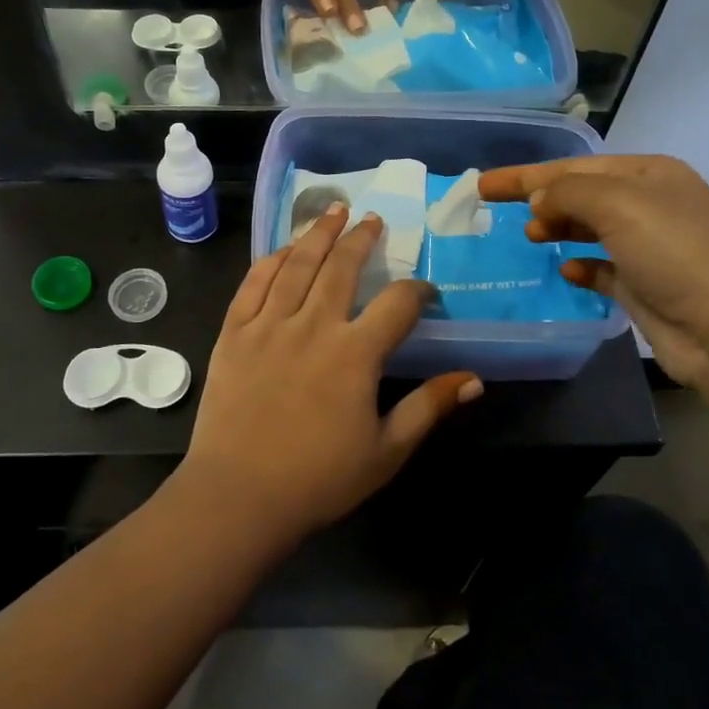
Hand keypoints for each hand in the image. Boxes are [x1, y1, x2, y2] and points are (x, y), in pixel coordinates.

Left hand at [182, 205, 482, 543]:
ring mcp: (269, 325)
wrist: (239, 496)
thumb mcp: (387, 450)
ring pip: (298, 264)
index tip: (425, 293)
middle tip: (373, 220)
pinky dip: (273, 260)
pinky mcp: (235, 332)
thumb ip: (428, 407)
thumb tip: (474, 380)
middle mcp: (314, 325)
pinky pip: (254, 283)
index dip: (418, 291)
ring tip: (334, 211)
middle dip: (362, 239)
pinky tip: (285, 249)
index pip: (397, 304)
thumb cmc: (319, 479)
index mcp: (355, 353)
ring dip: (319, 233)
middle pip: (343, 267)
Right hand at [478, 156, 708, 412]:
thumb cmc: (674, 253)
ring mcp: (651, 247)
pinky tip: (566, 271)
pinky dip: (582, 265)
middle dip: (542, 198)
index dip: (527, 174)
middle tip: (499, 210)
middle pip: (581, 194)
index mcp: (651, 174)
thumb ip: (568, 192)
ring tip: (531, 236)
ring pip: (591, 228)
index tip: (484, 185)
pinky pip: (603, 267)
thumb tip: (540, 202)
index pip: (576, 166)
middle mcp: (652, 205)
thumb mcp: (619, 205)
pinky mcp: (646, 286)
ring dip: (559, 228)